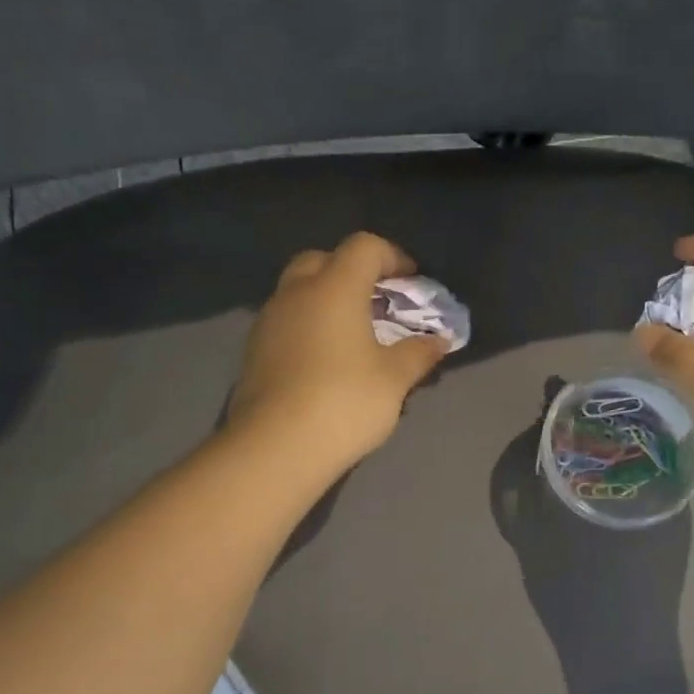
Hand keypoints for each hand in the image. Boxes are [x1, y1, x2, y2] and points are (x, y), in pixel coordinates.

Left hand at [227, 231, 449, 477]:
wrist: (276, 446)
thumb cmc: (344, 401)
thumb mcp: (394, 379)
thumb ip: (418, 353)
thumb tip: (439, 341)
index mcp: (334, 287)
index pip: (364, 247)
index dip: (392, 256)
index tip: (412, 281)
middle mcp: (296, 293)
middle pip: (324, 260)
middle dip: (353, 272)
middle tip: (377, 301)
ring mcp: (269, 320)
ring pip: (299, 290)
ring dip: (327, 299)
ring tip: (354, 333)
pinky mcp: (254, 350)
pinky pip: (287, 320)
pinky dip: (309, 324)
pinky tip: (326, 359)